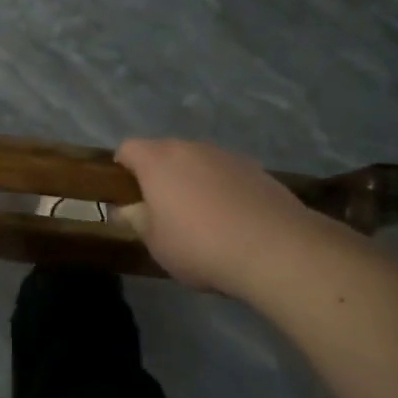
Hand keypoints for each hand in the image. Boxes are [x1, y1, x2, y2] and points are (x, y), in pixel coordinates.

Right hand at [115, 138, 310, 296]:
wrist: (275, 249)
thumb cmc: (199, 245)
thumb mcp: (155, 242)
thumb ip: (137, 220)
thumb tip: (128, 209)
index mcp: (158, 160)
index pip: (128, 149)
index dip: (121, 169)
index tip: (126, 195)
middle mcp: (191, 148)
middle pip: (165, 153)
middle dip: (159, 176)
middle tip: (162, 211)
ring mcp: (227, 156)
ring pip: (198, 163)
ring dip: (193, 182)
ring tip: (201, 219)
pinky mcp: (257, 170)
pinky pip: (227, 175)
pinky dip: (222, 190)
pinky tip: (232, 222)